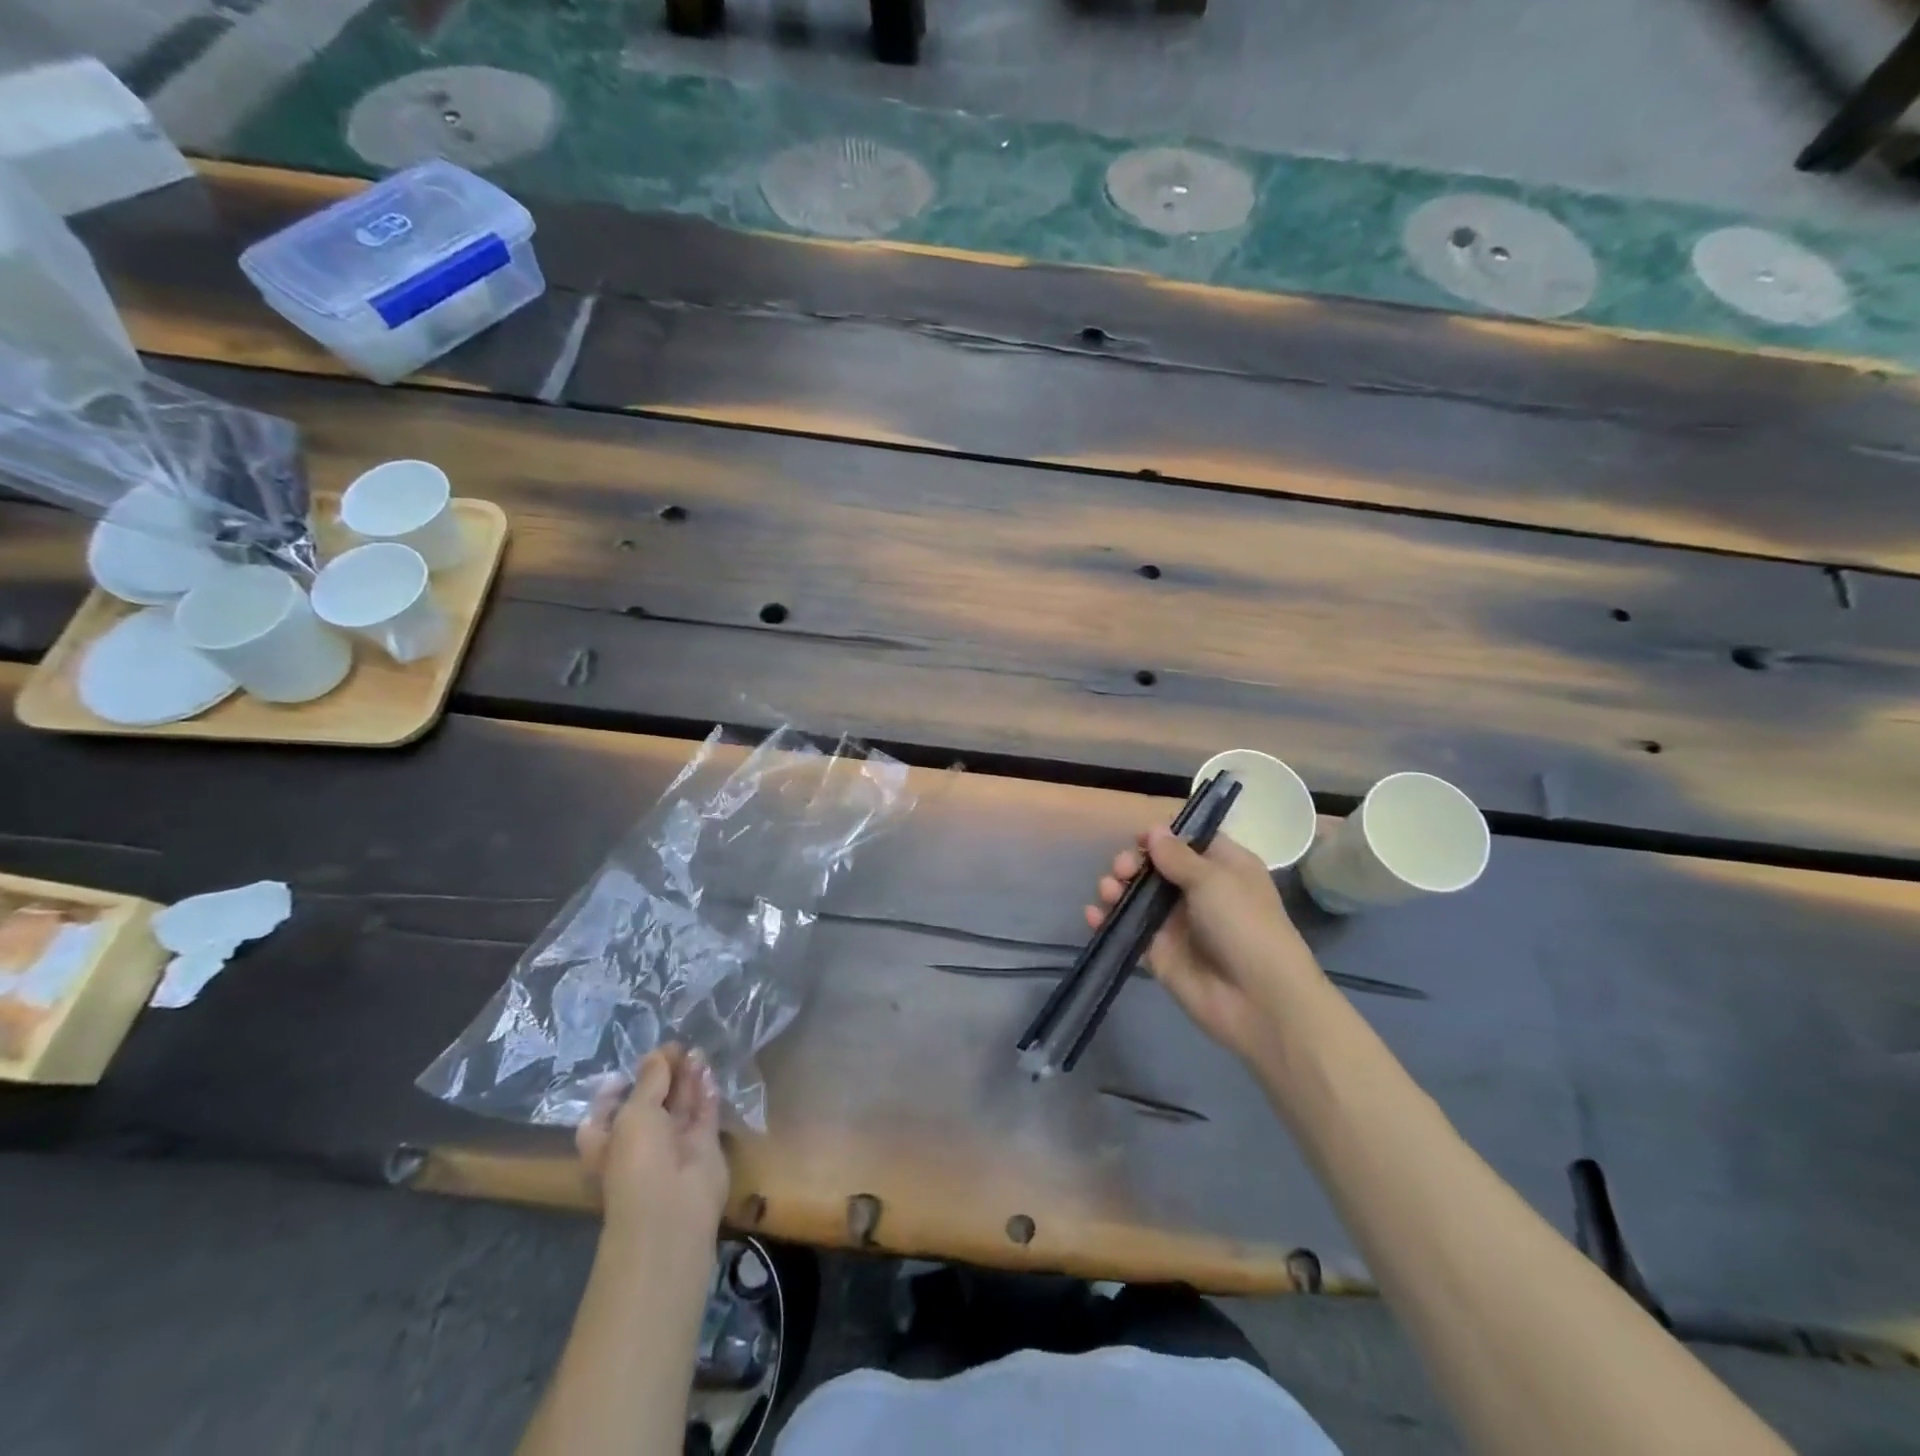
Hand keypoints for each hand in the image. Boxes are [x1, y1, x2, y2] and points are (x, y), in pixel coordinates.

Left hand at [577, 1044, 729, 1244]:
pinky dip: (706, 1092)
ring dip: (687, 1078)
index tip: (629, 1069)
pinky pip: (704, 1113)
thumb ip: (650, 1079)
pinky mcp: (703, 1145)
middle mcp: (640, 1142)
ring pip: (680, 1105)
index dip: (616, 1089)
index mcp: (609, 1140)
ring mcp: (673, 1144)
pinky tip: (709, 1070)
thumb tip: (658, 1053)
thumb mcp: (635, 1112)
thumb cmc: (638, 1159)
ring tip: (696, 1051)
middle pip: (650, 1102)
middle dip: (662, 1075)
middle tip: (676, 1048)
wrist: (672, 1207)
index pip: (605, 1112)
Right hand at [1086, 826, 1323, 1061]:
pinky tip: (1093, 915)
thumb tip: (1154, 831)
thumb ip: (1178, 856)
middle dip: (1133, 862)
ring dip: (1117, 888)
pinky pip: (1128, 930)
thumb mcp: (1213, 880)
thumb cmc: (1244, 925)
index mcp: (1223, 868)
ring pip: (1138, 896)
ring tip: (1109, 891)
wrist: (1258, 1000)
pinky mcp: (1158, 953)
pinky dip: (1108, 920)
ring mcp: (1176, 923)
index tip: (1140, 838)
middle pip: (1155, 867)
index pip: (1188, 841)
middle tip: (1122, 869)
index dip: (1162, 837)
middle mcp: (1199, 891)